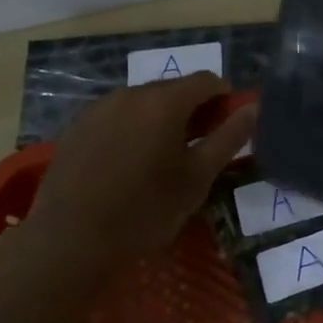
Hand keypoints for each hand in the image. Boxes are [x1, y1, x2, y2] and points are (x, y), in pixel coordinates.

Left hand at [23, 73, 255, 271]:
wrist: (69, 242)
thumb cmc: (145, 210)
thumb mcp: (198, 178)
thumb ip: (229, 137)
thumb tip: (252, 108)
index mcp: (164, 101)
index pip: (207, 80)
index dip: (225, 99)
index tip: (227, 130)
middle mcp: (130, 94)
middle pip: (174, 89)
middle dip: (194, 111)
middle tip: (200, 149)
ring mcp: (98, 109)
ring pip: (144, 103)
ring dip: (162, 120)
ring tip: (164, 160)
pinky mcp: (77, 128)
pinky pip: (118, 117)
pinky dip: (134, 130)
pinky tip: (129, 166)